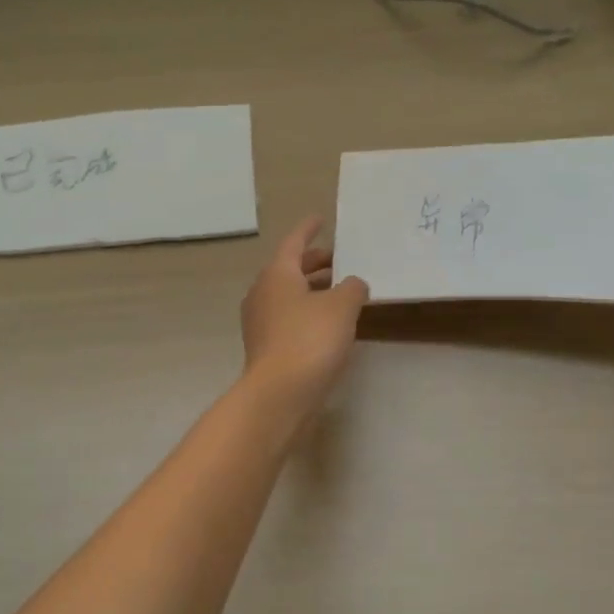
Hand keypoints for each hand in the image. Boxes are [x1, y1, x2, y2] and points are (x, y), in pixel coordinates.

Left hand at [240, 217, 369, 409]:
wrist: (280, 393)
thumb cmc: (310, 339)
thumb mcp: (342, 307)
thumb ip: (353, 288)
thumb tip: (354, 284)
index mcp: (277, 274)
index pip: (294, 242)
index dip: (309, 230)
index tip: (320, 219)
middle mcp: (263, 292)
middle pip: (290, 269)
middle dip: (315, 263)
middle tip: (340, 260)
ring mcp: (260, 322)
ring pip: (289, 295)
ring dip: (313, 290)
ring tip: (341, 291)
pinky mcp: (266, 346)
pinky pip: (289, 318)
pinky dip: (308, 312)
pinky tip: (329, 324)